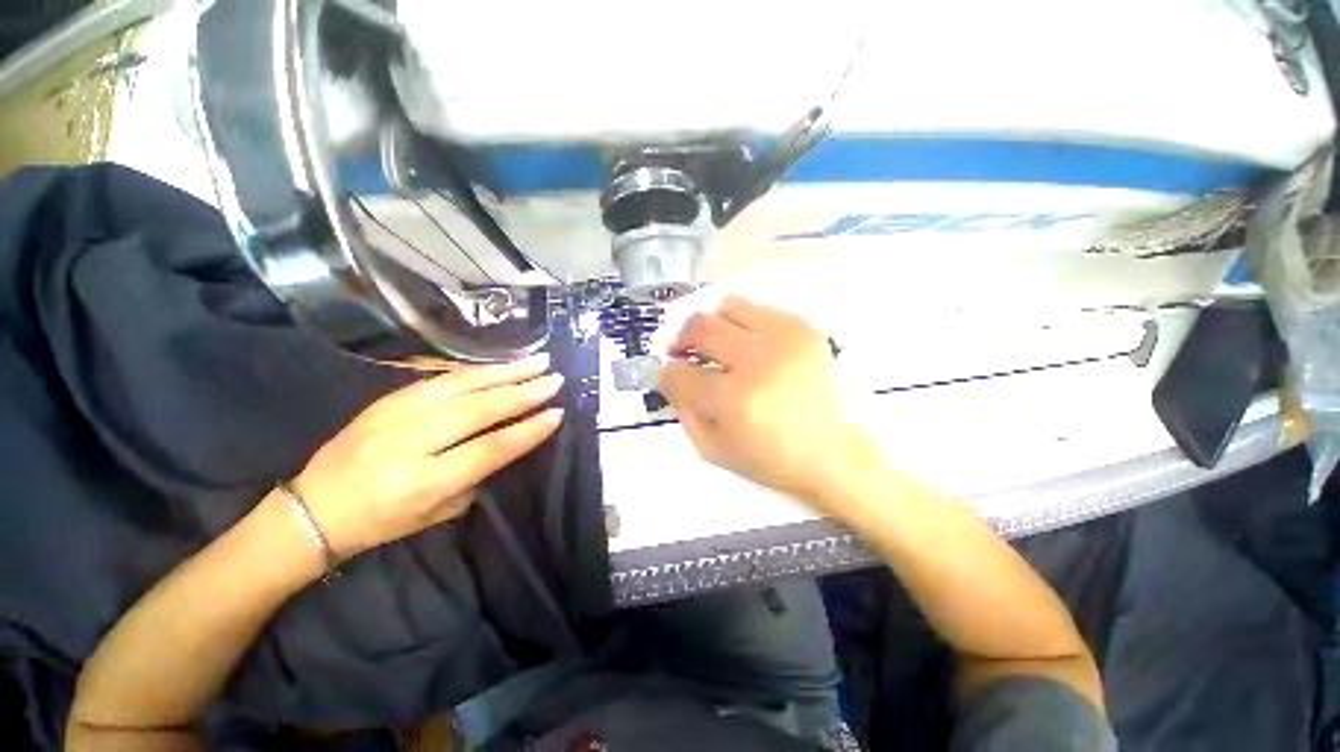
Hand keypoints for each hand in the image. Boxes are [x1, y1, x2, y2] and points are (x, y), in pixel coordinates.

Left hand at [292, 353, 563, 557]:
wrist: (313, 508)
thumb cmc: (383, 521)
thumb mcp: (438, 514)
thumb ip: (476, 476)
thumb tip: (510, 440)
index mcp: (424, 481)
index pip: (490, 449)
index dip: (528, 430)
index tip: (557, 414)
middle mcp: (411, 442)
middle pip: (477, 409)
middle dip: (522, 392)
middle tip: (554, 379)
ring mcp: (395, 414)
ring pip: (460, 385)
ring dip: (504, 372)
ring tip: (536, 361)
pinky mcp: (387, 399)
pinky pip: (440, 378)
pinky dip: (476, 370)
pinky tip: (499, 364)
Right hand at [657, 296, 880, 507]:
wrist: (836, 453)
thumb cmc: (771, 459)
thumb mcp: (712, 449)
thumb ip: (683, 408)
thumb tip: (670, 373)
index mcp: (735, 401)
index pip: (679, 372)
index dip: (666, 372)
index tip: (669, 374)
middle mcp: (759, 362)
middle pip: (698, 325)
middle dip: (677, 337)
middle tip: (678, 349)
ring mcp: (786, 339)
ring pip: (726, 304)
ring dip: (707, 321)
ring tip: (707, 339)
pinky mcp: (805, 328)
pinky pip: (757, 308)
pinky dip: (738, 321)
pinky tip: (741, 341)